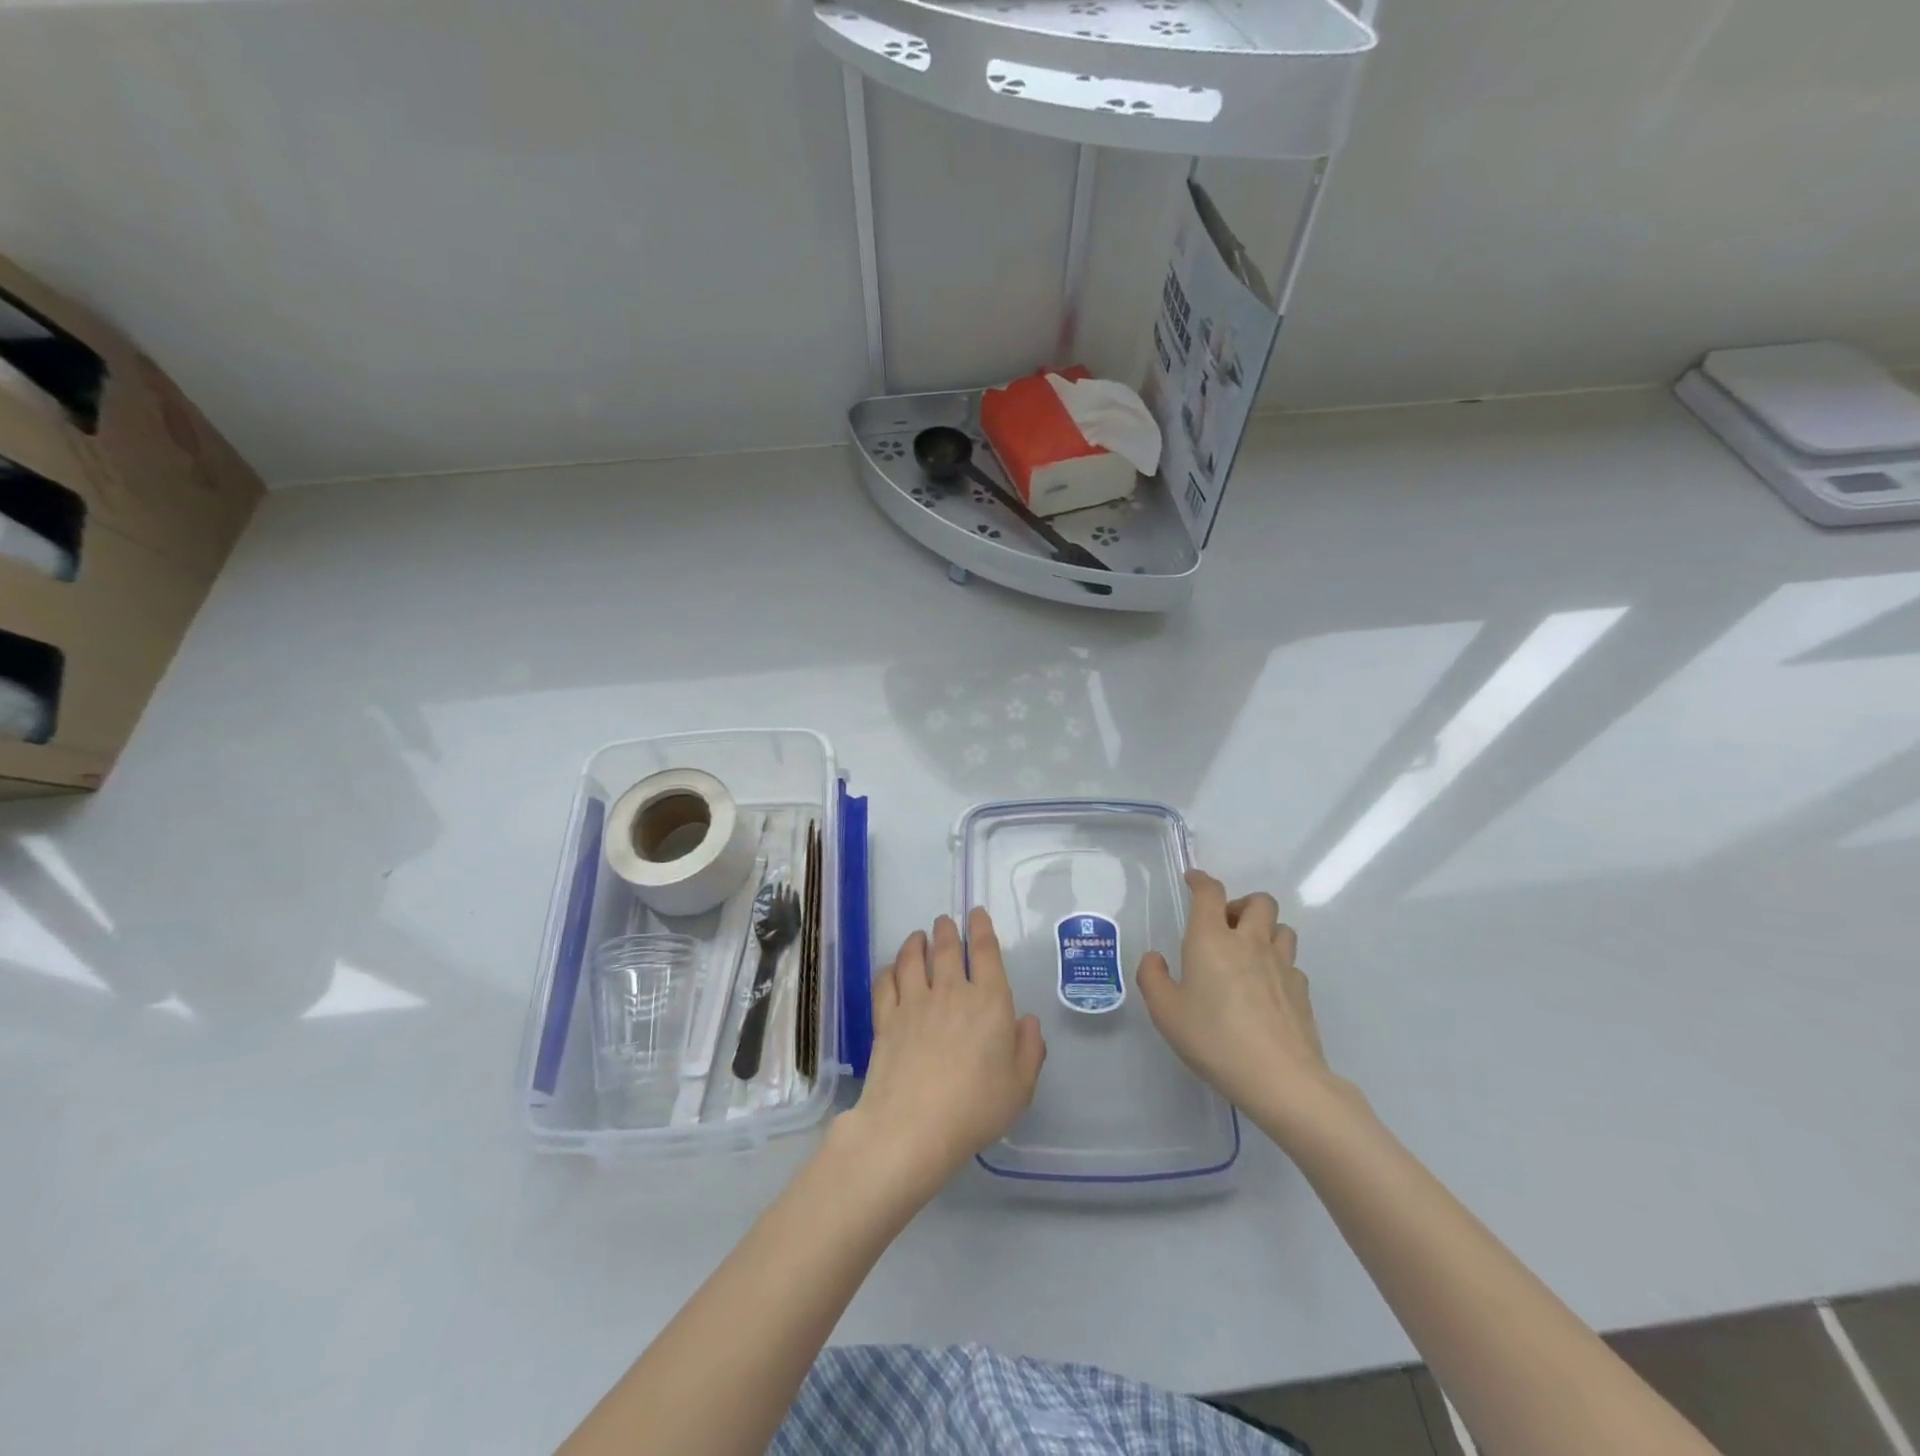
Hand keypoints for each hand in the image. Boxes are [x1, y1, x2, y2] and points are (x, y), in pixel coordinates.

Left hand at [840, 909, 1045, 1201]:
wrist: (913, 1127)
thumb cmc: (975, 1108)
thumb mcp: (1020, 1087)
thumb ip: (1029, 1050)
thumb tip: (1027, 1020)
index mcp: (990, 1002)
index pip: (986, 952)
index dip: (981, 928)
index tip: (976, 913)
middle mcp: (951, 991)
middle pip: (947, 948)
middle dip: (947, 929)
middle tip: (945, 921)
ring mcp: (914, 1002)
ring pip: (913, 958)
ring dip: (917, 942)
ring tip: (918, 936)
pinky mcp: (886, 1018)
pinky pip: (886, 982)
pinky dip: (890, 969)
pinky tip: (891, 968)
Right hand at [1137, 869, 1347, 1139]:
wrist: (1280, 1078)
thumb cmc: (1214, 1039)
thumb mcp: (1166, 1012)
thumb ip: (1152, 978)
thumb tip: (1156, 959)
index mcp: (1212, 939)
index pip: (1210, 893)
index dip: (1201, 880)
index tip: (1193, 880)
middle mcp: (1249, 942)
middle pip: (1258, 900)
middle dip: (1240, 904)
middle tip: (1224, 926)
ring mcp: (1282, 964)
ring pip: (1281, 927)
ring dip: (1265, 929)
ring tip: (1248, 952)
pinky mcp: (1301, 990)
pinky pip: (1291, 962)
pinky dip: (1278, 963)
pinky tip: (1266, 987)